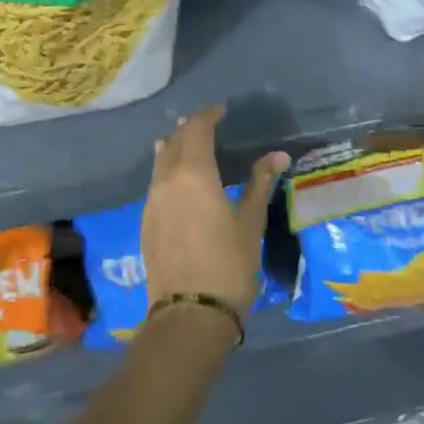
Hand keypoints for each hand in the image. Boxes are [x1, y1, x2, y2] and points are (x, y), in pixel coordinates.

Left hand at [143, 105, 287, 313]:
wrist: (189, 314)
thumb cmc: (228, 264)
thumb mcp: (250, 222)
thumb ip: (260, 183)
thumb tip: (278, 155)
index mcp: (193, 173)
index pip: (196, 129)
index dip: (208, 115)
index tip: (222, 110)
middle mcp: (166, 180)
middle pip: (175, 141)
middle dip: (190, 128)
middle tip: (209, 123)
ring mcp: (152, 201)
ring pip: (160, 160)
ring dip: (175, 147)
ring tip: (191, 145)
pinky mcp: (146, 221)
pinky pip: (156, 182)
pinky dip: (167, 170)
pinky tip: (179, 181)